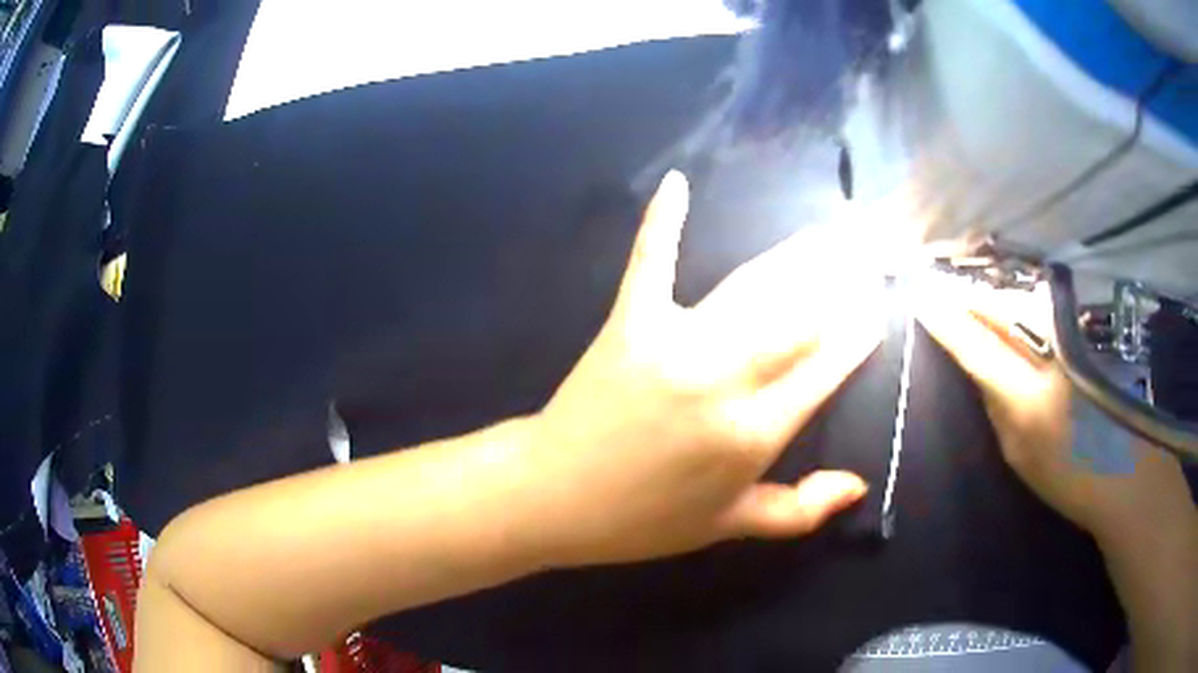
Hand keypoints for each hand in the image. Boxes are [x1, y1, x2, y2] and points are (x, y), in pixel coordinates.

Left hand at [524, 171, 885, 567]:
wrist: (554, 497)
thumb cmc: (644, 521)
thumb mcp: (729, 527)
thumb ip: (800, 510)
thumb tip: (859, 486)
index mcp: (755, 433)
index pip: (826, 368)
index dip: (857, 335)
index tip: (877, 308)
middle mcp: (726, 378)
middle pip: (802, 316)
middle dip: (842, 283)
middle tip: (867, 253)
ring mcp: (676, 342)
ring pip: (753, 287)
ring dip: (798, 256)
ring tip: (829, 232)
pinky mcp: (630, 320)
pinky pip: (651, 261)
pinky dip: (662, 220)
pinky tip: (678, 182)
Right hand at [914, 277, 1196, 546]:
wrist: (1127, 465)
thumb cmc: (1069, 474)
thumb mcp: (1020, 454)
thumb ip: (996, 406)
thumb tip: (974, 366)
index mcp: (1029, 397)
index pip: (978, 347)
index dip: (947, 321)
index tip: (919, 296)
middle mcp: (1051, 353)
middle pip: (1000, 308)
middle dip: (967, 292)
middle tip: (938, 278)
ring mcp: (1073, 335)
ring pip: (1022, 298)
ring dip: (993, 289)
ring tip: (967, 281)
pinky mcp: (1088, 328)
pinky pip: (1044, 304)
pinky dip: (1021, 297)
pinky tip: (1008, 295)